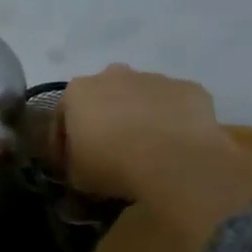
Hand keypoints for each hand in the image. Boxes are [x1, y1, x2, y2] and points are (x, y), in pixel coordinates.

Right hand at [57, 64, 251, 245]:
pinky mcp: (189, 88)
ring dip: (138, 116)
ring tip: (144, 148)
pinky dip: (170, 120)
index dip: (63, 142)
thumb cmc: (112, 166)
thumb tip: (80, 164)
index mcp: (79, 92)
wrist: (174, 162)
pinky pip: (173, 105)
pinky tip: (173, 145)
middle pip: (103, 96)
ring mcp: (154, 78)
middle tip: (108, 149)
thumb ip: (73, 163)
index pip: (62, 116)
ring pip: (140, 96)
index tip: (70, 163)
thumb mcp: (76, 176)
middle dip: (103, 118)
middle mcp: (114, 75)